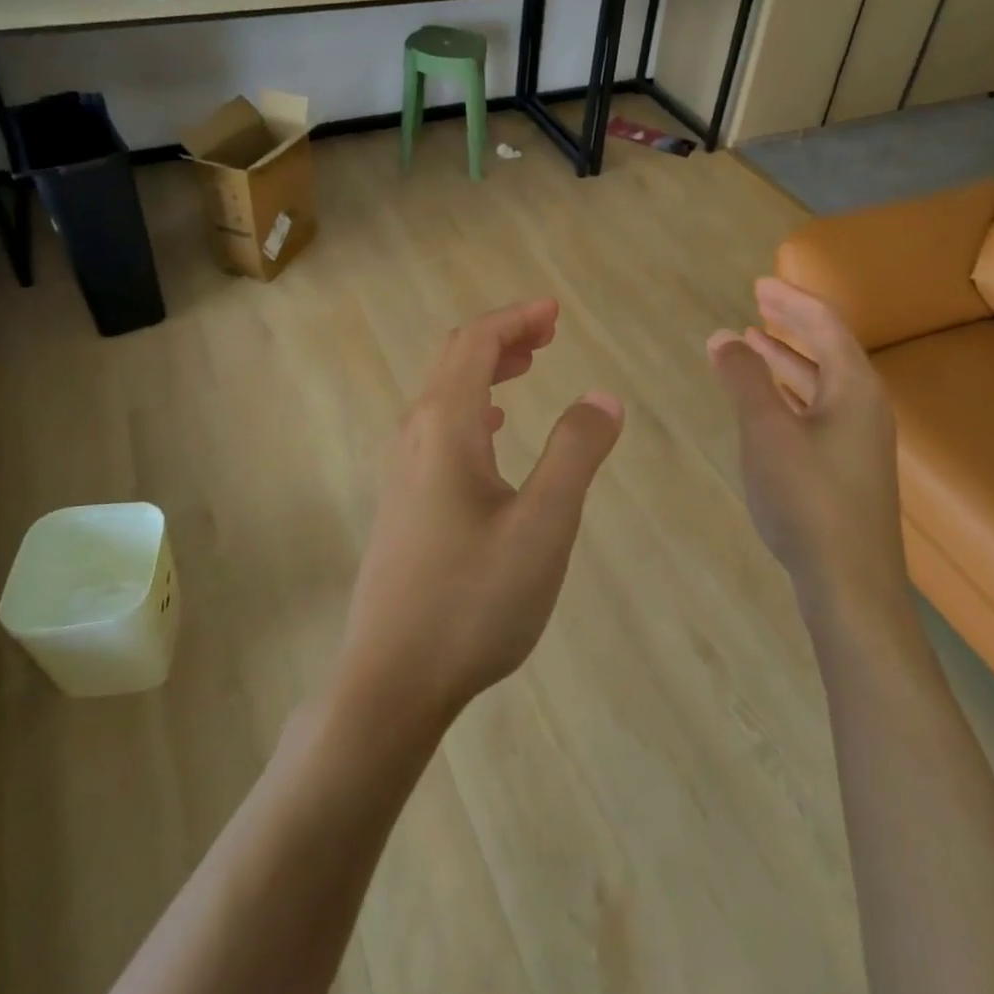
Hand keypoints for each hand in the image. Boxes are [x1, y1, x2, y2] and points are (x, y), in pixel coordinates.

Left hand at [336, 299, 623, 734]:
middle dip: (503, 337)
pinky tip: (494, 432)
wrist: (391, 681)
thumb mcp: (543, 523)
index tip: (555, 312)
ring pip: (445, 395)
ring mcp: (402, 470)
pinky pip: (440, 429)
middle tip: (549, 334)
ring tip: (528, 369)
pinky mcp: (403, 502)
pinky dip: (474, 409)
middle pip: (455, 360)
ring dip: (487, 371)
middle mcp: (415, 435)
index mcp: (444, 426)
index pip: (476, 343)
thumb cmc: (472, 598)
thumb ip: (576, 451)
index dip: (516, 319)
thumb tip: (603, 396)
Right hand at [707, 278, 904, 610]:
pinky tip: (767, 401)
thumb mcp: (767, 430)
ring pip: (822, 382)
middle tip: (758, 303)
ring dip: (788, 358)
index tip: (759, 284)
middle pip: (828, 348)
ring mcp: (860, 439)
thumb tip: (724, 335)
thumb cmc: (807, 498)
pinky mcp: (848, 467)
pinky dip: (790, 392)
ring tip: (753, 342)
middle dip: (792, 323)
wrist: (850, 584)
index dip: (791, 300)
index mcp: (854, 387)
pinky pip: (818, 409)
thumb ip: (744, 378)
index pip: (825, 324)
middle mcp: (865, 406)